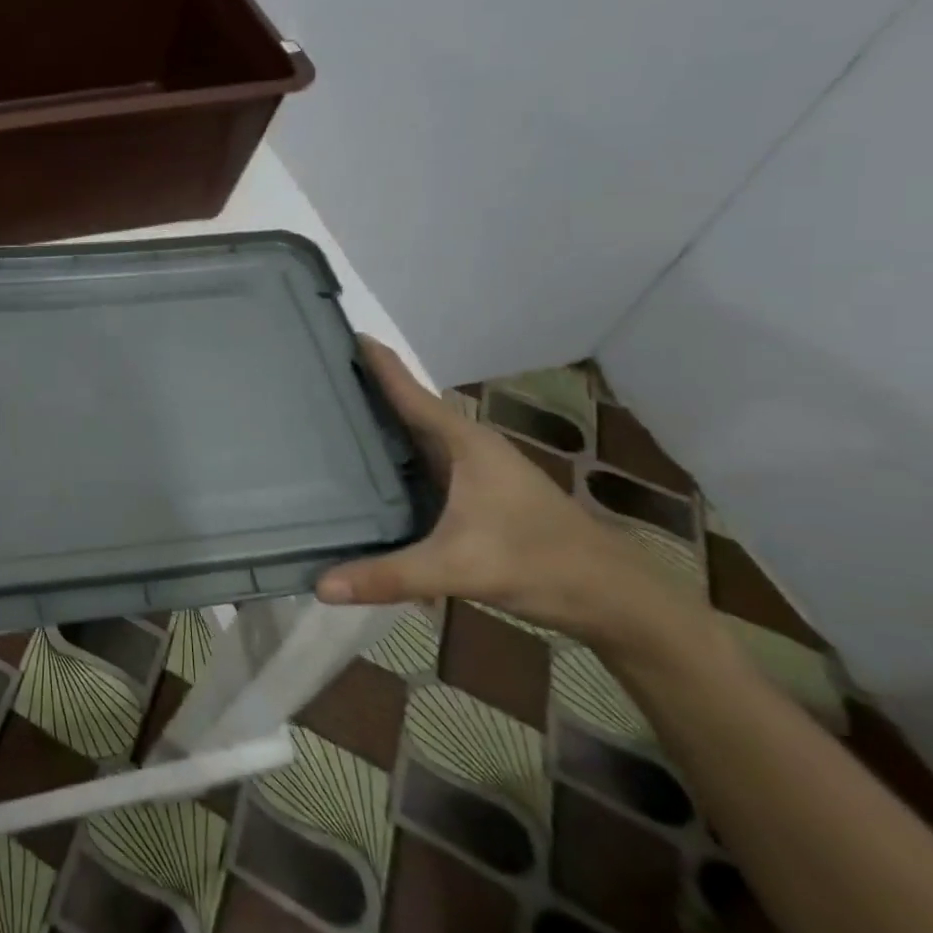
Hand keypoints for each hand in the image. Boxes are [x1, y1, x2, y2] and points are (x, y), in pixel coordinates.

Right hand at [316, 338, 704, 654]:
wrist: (616, 600)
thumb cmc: (541, 564)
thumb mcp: (460, 568)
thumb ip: (390, 576)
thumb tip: (320, 587)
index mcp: (464, 443)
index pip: (409, 391)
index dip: (377, 362)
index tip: (342, 331)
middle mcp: (467, 447)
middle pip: (407, 408)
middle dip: (366, 389)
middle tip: (316, 373)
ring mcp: (474, 472)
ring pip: (416, 437)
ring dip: (380, 424)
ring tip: (330, 415)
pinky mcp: (476, 496)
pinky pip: (422, 463)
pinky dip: (394, 457)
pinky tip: (368, 472)